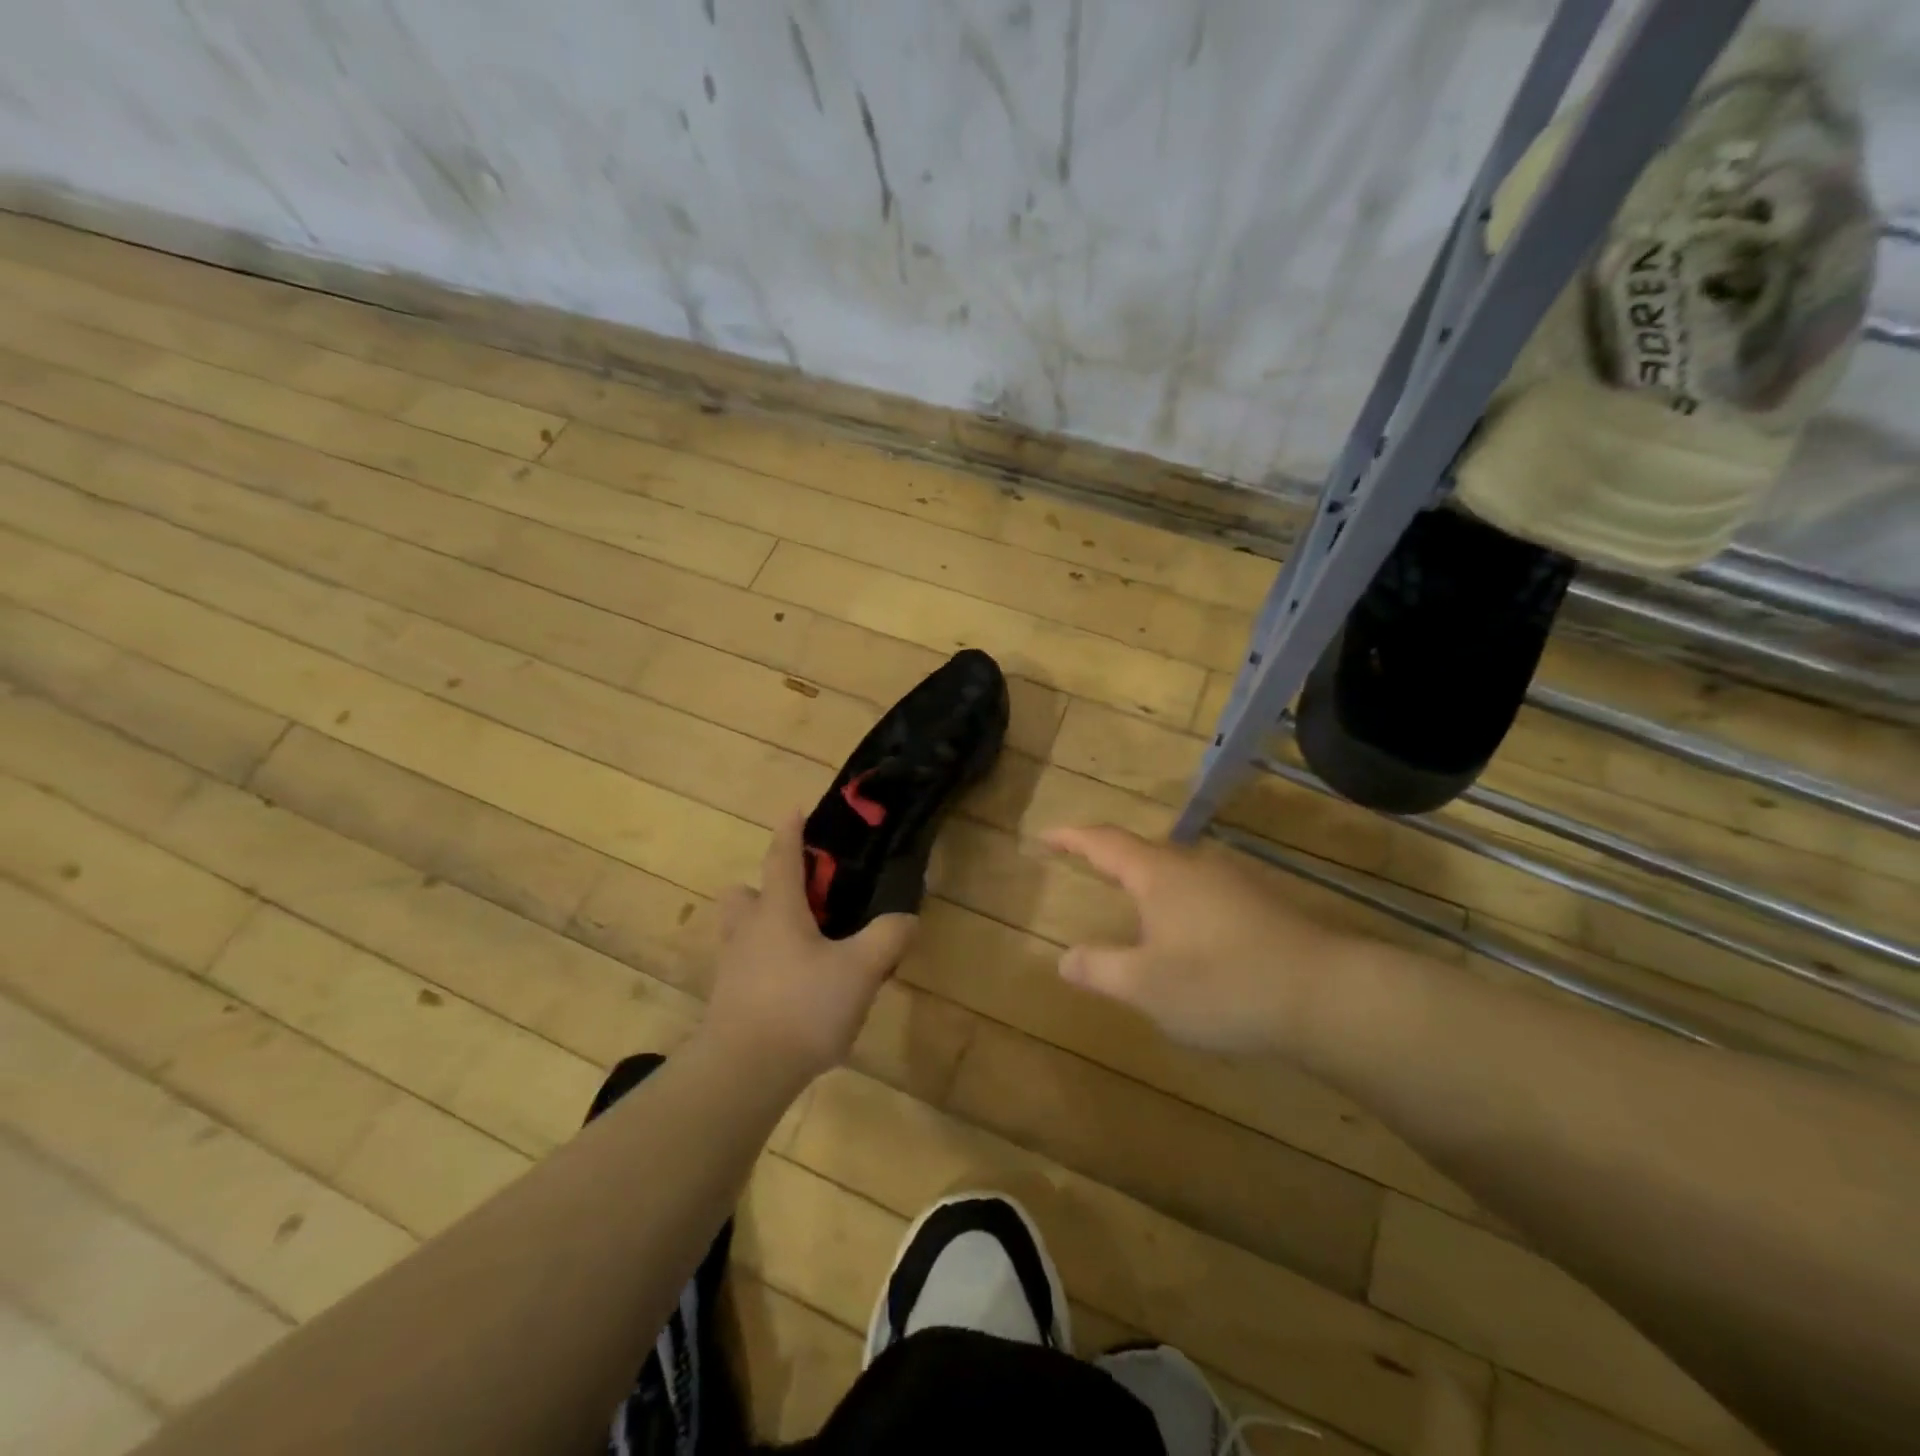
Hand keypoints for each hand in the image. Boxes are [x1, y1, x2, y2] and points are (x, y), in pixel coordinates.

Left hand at [705, 813, 917, 1081]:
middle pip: (744, 894)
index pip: (781, 857)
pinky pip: (744, 968)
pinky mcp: (726, 1002)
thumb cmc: (802, 1006)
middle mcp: (748, 930)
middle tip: (800, 902)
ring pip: (741, 932)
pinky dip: (764, 968)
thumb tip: (907, 917)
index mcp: (777, 910)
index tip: (794, 810)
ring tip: (801, 948)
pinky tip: (794, 991)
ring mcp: (732, 967)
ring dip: (762, 929)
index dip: (790, 831)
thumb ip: (888, 938)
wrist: (744, 1073)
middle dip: (765, 889)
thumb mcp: (860, 970)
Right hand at [1043, 824, 1359, 1053]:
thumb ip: (1100, 969)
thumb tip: (1064, 958)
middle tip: (1085, 867)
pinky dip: (1178, 903)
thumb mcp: (1146, 986)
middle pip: (1142, 851)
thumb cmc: (1222, 984)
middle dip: (1109, 857)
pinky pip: (1203, 893)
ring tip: (1131, 904)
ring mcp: (1233, 882)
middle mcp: (1194, 867)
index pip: (1104, 842)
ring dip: (1147, 882)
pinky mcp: (1261, 906)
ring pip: (1176, 872)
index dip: (1071, 837)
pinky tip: (1186, 936)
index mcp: (1158, 875)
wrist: (1327, 995)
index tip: (1046, 835)